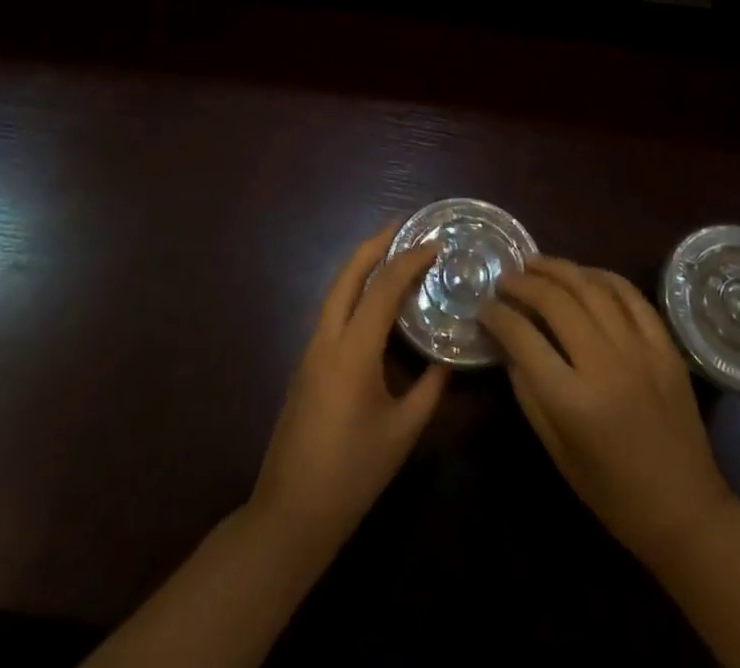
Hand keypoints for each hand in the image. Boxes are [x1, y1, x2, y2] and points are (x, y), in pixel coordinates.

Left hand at [249, 227, 446, 558]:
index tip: (434, 243)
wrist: (290, 514)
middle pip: (348, 274)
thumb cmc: (352, 474)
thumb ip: (429, 390)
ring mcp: (311, 350)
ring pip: (335, 290)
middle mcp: (327, 339)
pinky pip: (332, 311)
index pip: (383, 288)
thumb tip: (448, 360)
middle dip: (375, 243)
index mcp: (352, 350)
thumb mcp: (402, 433)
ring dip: (361, 264)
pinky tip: (372, 299)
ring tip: (391, 251)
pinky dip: (354, 290)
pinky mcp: (306, 364)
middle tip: (403, 224)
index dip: (409, 260)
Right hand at [481, 257, 736, 567]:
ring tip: (536, 264)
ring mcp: (639, 349)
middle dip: (523, 284)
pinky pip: (631, 295)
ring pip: (591, 287)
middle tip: (506, 280)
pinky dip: (603, 277)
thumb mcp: (556, 451)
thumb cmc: (611, 492)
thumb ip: (528, 392)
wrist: (685, 510)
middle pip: (555, 302)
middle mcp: (605, 364)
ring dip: (559, 269)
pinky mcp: (665, 345)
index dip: (497, 316)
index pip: (523, 337)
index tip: (484, 307)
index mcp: (573, 400)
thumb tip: (508, 344)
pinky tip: (584, 274)